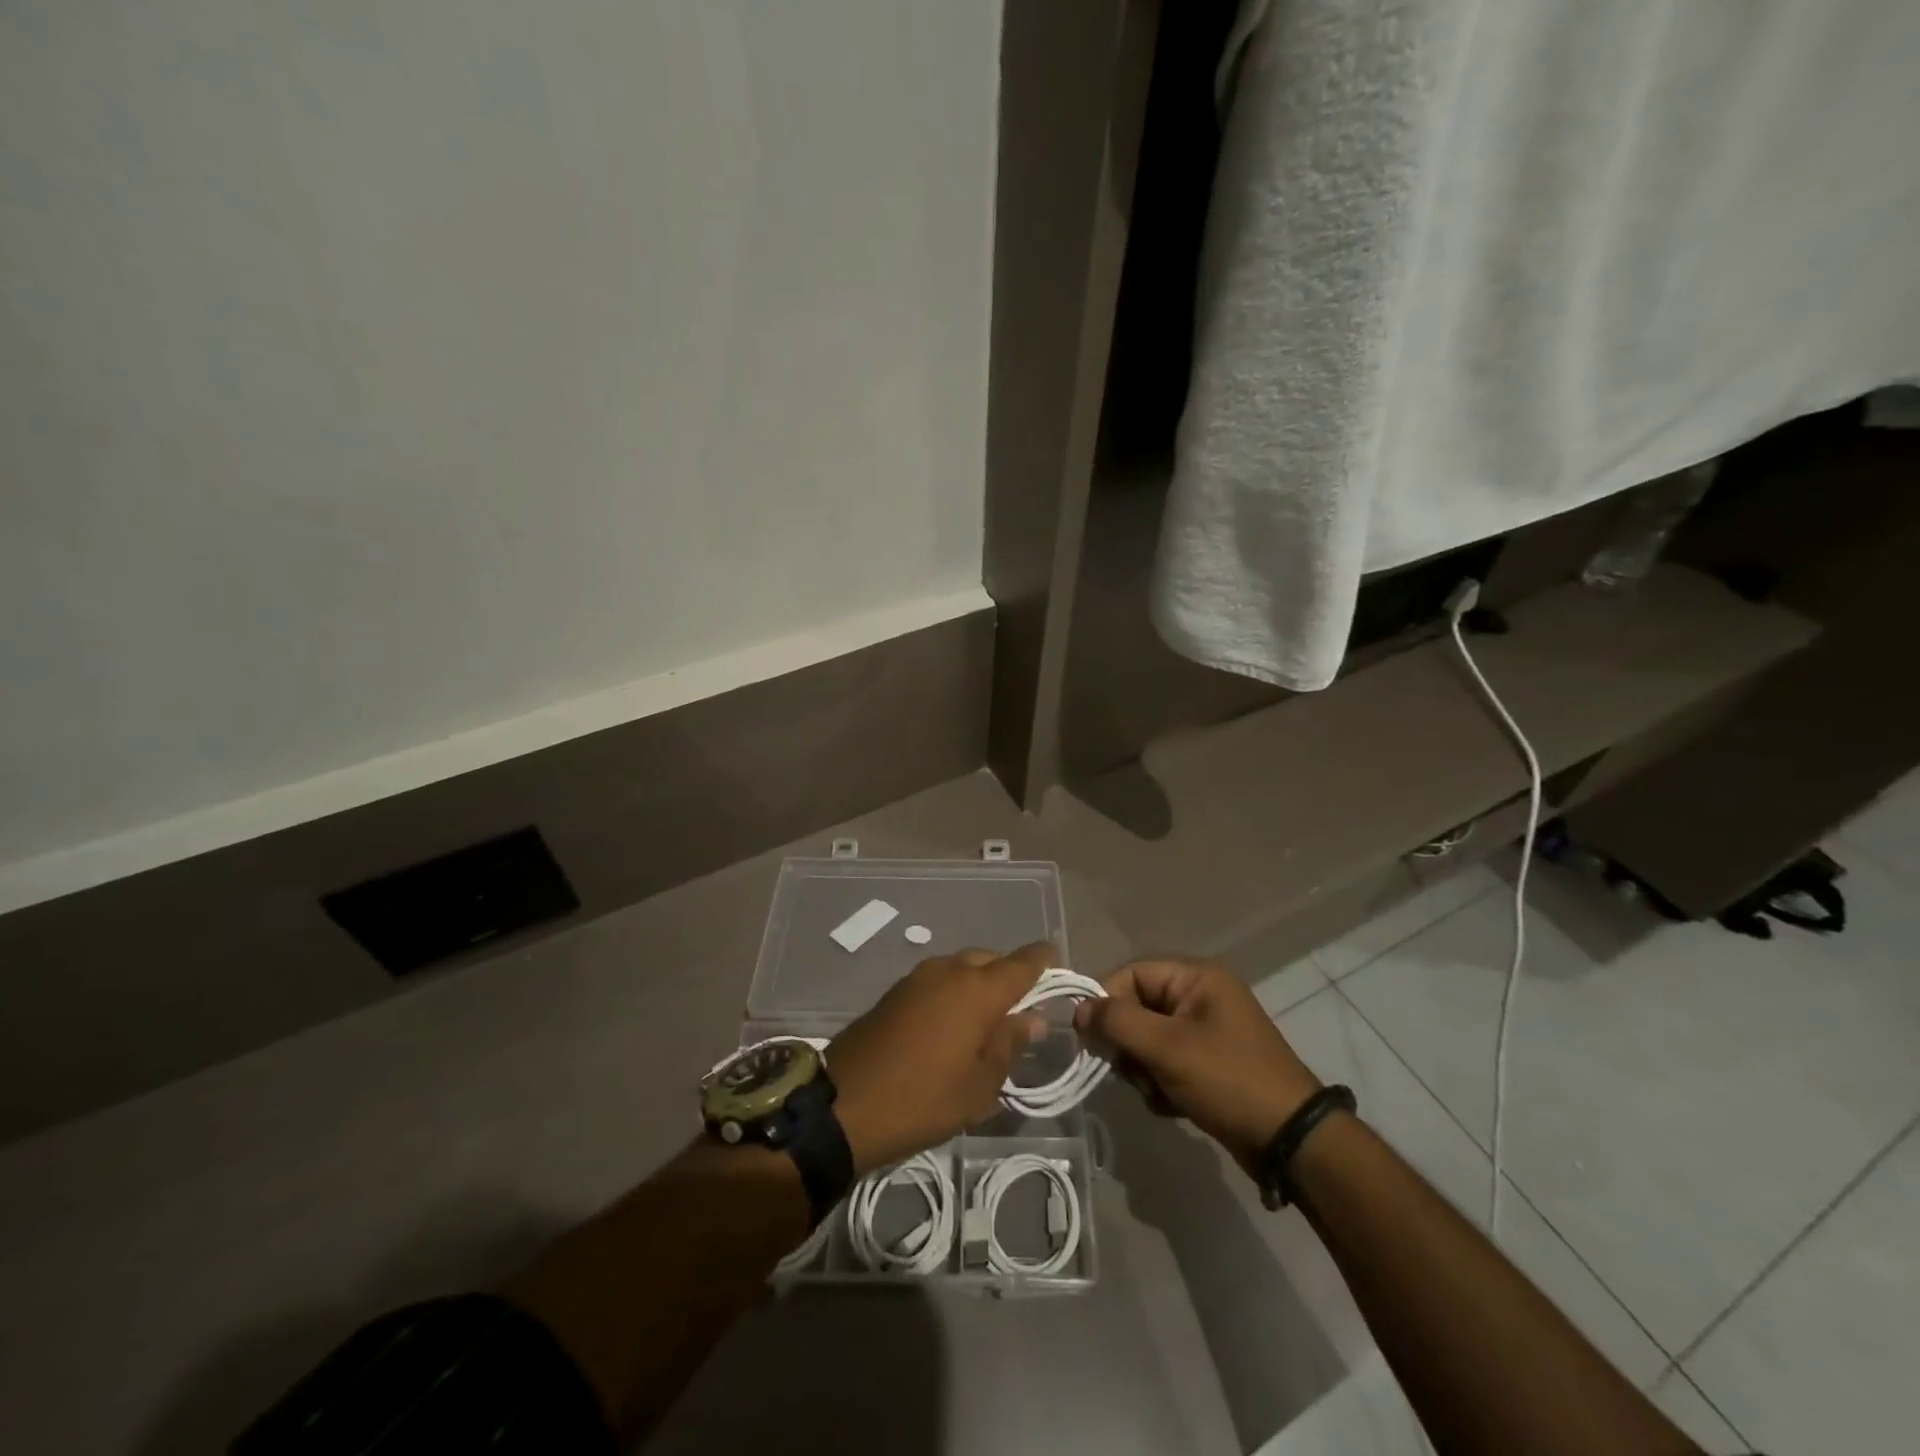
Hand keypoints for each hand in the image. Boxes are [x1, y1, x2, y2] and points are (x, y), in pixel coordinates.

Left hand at [826, 943, 1049, 1173]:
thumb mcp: (980, 1084)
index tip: (1056, 962)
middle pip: (990, 960)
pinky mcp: (895, 991)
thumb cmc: (923, 1098)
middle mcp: (949, 971)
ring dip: (979, 983)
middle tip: (1021, 1007)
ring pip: (962, 967)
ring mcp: (918, 977)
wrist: (843, 1104)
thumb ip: (1010, 1044)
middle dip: (1009, 974)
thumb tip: (1032, 1017)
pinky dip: (954, 991)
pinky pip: (938, 980)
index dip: (1043, 960)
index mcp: (978, 990)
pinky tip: (953, 1023)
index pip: (1022, 962)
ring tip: (987, 1019)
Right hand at [1074, 958, 1322, 1175]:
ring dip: (1144, 1069)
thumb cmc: (1227, 1080)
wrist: (1290, 1141)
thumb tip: (1078, 1010)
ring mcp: (1206, 1031)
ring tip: (1160, 1092)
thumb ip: (1117, 1022)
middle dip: (1130, 1044)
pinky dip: (1161, 1083)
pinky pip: (1166, 1062)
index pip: (1131, 974)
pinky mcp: (1209, 1063)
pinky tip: (1173, 1104)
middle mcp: (1200, 996)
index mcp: (1196, 977)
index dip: (1107, 1002)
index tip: (1091, 1038)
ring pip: (1148, 1040)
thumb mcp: (1167, 1047)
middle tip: (1135, 1071)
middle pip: (1137, 1008)